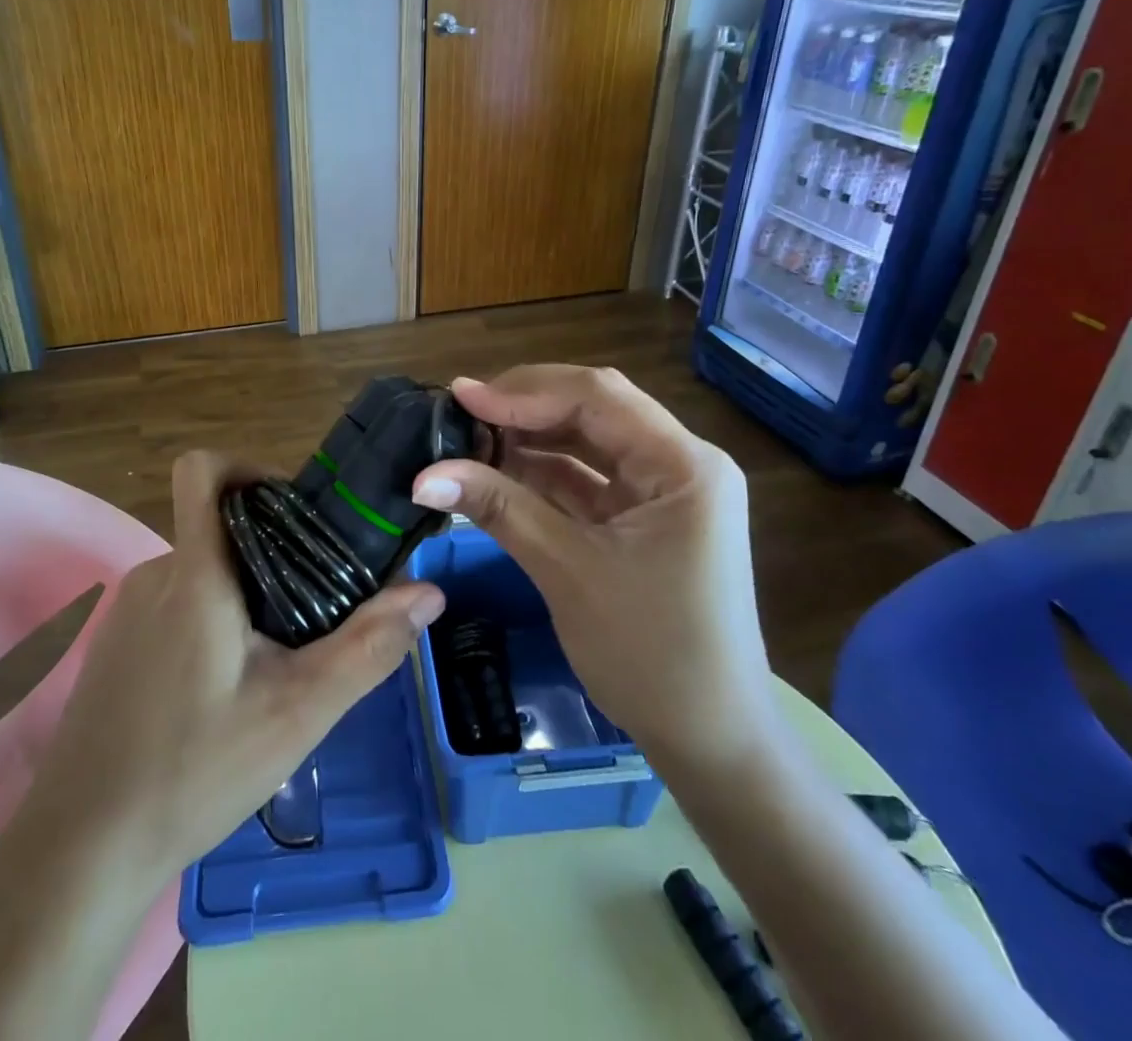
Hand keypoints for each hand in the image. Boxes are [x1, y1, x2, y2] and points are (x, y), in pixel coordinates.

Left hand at [27, 450, 446, 883]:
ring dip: (245, 591)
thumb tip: (429, 592)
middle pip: (220, 525)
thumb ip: (368, 647)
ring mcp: (128, 610)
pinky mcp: (115, 644)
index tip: (297, 511)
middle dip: (272, 549)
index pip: (202, 469)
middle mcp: (156, 574)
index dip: (248, 467)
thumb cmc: (193, 771)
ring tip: (279, 655)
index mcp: (195, 573)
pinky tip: (226, 687)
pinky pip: (176, 602)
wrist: (80, 851)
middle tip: (314, 605)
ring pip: (203, 569)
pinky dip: (212, 618)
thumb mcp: (298, 713)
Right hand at [410, 366, 777, 772]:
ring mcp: (661, 491)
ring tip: (467, 438)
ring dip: (528, 440)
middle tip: (459, 411)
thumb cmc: (650, 654)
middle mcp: (678, 463)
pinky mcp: (642, 518)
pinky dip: (541, 475)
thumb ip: (499, 508)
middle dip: (524, 408)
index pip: (597, 397)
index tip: (461, 396)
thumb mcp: (567, 571)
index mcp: (683, 464)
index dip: (524, 391)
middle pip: (593, 411)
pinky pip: (586, 481)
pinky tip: (495, 471)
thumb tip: (422, 474)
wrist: (709, 741)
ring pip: (585, 443)